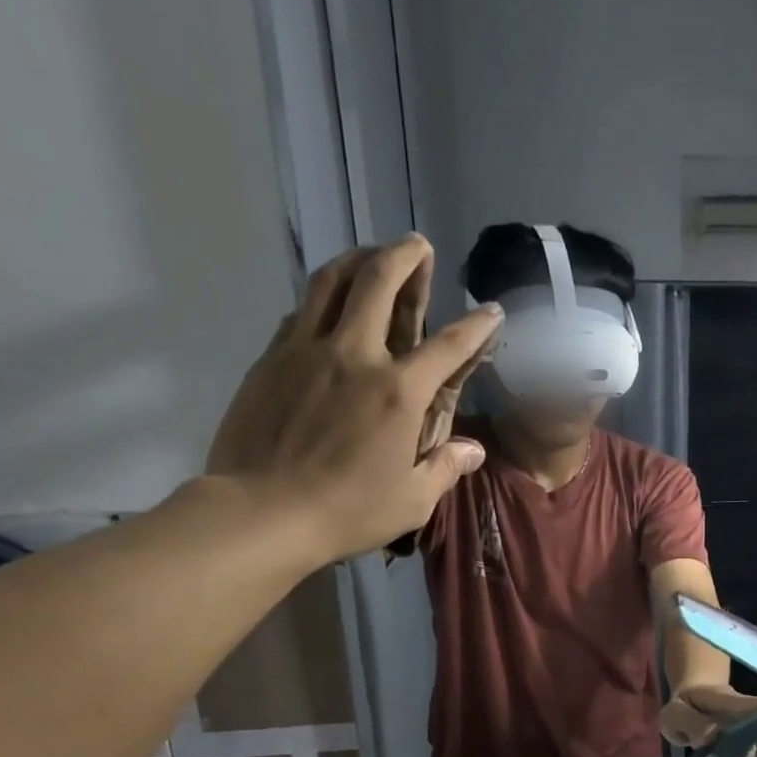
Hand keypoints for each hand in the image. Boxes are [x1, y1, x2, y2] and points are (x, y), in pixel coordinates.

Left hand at [207, 236, 500, 563]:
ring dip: (356, 259)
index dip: (475, 326)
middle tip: (417, 246)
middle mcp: (355, 355)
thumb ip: (446, 468)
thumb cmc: (350, 511)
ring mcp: (307, 350)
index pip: (448, 346)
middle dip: (404, 257)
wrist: (265, 510)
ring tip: (370, 254)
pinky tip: (327, 305)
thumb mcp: (414, 500)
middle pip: (378, 282)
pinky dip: (321, 298)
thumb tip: (473, 450)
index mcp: (399, 392)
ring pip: (331, 282)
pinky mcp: (272, 358)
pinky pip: (301, 311)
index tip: (490, 311)